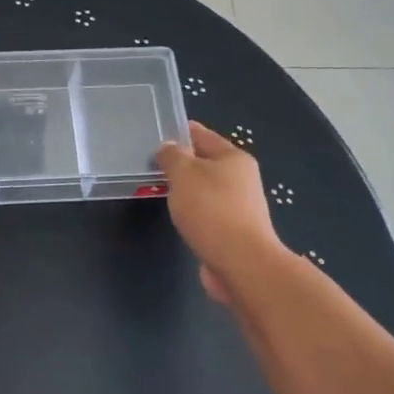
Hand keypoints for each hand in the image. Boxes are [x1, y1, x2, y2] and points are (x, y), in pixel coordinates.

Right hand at [157, 122, 281, 303]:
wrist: (241, 262)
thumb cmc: (211, 210)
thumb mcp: (184, 174)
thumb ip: (172, 156)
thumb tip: (168, 148)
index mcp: (234, 158)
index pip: (203, 135)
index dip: (180, 131)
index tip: (157, 131)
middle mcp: (241, 178)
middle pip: (205, 162)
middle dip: (181, 162)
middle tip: (152, 163)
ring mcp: (239, 206)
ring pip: (205, 189)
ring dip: (185, 189)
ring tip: (160, 189)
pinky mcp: (232, 231)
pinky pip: (206, 212)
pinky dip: (192, 211)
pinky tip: (178, 216)